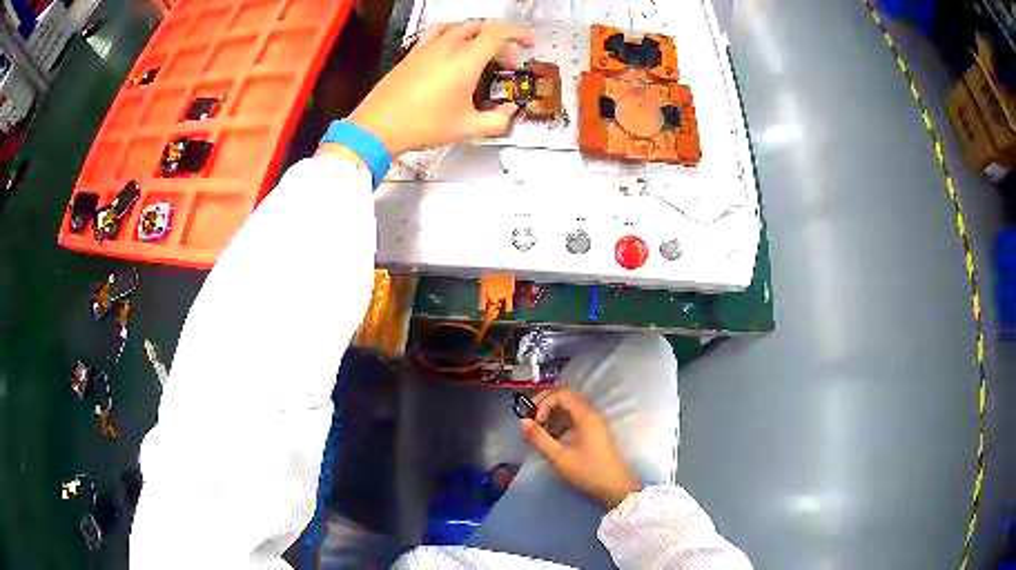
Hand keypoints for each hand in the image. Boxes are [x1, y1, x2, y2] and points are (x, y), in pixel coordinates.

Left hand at [348, 20, 534, 154]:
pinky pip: (435, 33)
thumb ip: (496, 120)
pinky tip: (450, 51)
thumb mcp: (466, 128)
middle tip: (505, 59)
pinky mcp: (411, 55)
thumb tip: (509, 113)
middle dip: (499, 39)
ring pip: (457, 26)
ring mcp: (426, 49)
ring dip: (475, 32)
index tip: (526, 44)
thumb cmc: (419, 125)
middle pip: (480, 28)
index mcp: (464, 61)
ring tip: (480, 47)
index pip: (498, 33)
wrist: (378, 127)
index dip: (518, 34)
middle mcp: (446, 48)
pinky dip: (451, 35)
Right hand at [521, 387, 641, 508]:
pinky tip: (554, 439)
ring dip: (553, 415)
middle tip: (532, 420)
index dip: (543, 402)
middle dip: (546, 405)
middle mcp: (593, 414)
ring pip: (571, 409)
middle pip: (566, 397)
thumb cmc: (588, 472)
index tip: (534, 421)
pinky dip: (562, 423)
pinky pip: (576, 419)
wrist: (616, 487)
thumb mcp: (559, 457)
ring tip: (541, 433)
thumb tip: (522, 422)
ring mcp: (596, 423)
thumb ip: (539, 438)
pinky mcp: (597, 432)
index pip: (561, 393)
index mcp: (586, 415)